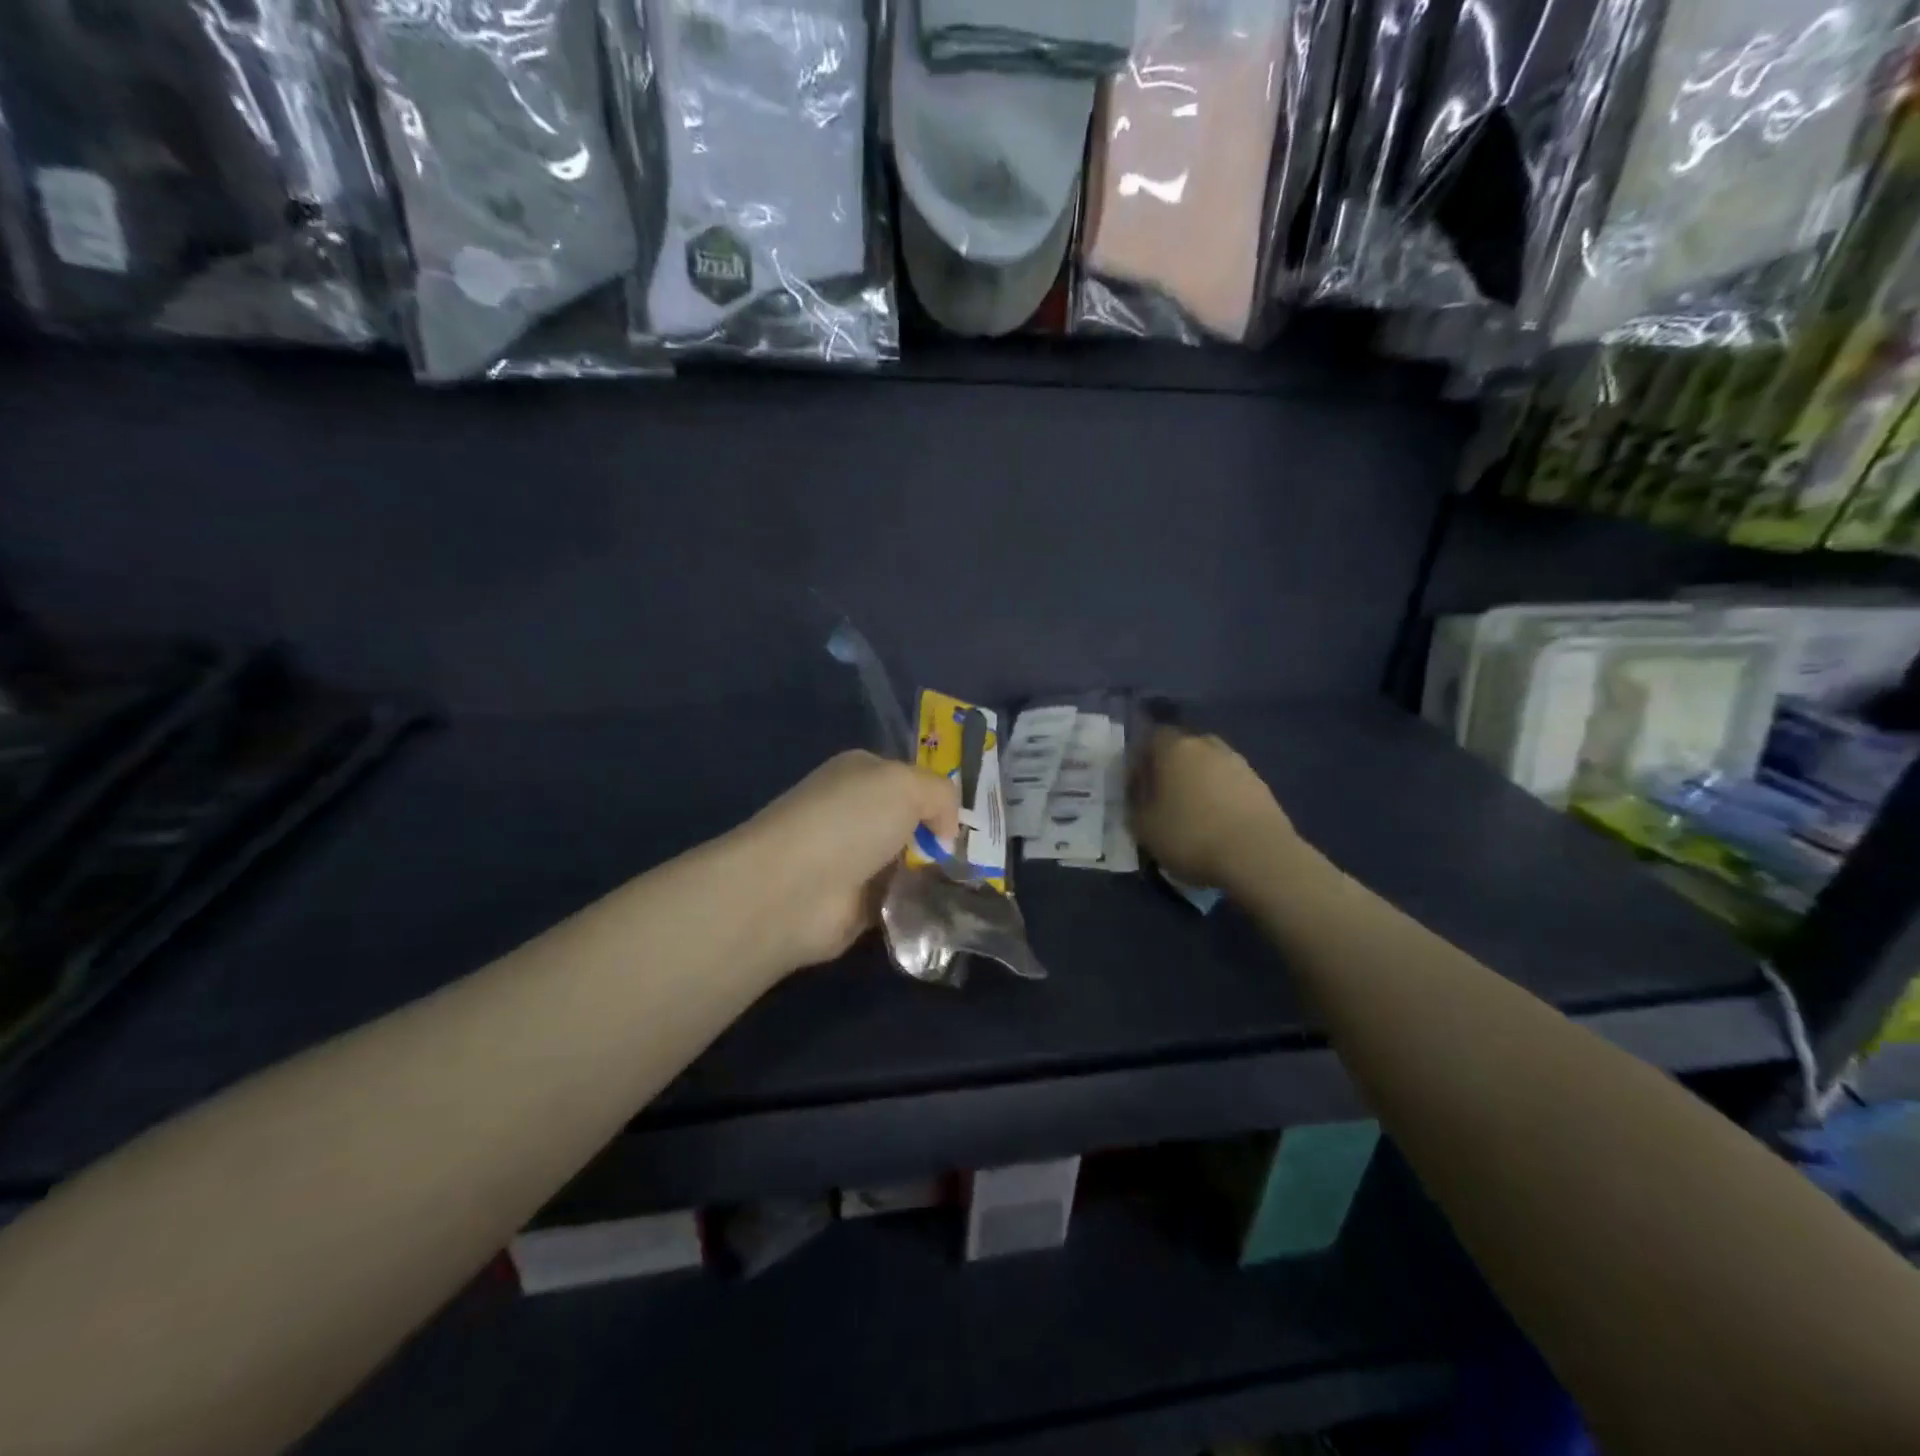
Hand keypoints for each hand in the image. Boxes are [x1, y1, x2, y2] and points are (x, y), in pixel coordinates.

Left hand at [745, 751, 959, 969]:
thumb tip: (946, 833)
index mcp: (862, 773)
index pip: (912, 778)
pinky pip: (902, 899)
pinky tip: (947, 909)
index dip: (942, 796)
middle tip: (981, 855)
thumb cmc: (849, 821)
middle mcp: (857, 813)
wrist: (794, 889)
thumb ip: (941, 794)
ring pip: (912, 863)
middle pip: (914, 822)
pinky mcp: (856, 903)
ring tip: (972, 883)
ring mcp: (855, 859)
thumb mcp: (906, 784)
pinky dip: (921, 905)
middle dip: (944, 838)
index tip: (974, 820)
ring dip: (936, 874)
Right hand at [1130, 727, 1295, 894]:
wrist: (1258, 856)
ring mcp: (1238, 763)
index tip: (1136, 787)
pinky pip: (1229, 783)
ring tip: (1192, 813)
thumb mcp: (1143, 827)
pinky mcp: (1260, 785)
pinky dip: (1220, 796)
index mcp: (1174, 747)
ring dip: (1198, 782)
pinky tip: (1217, 822)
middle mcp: (1207, 745)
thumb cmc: (1190, 836)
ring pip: (1208, 765)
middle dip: (1170, 768)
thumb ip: (1135, 803)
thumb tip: (1139, 792)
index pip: (1150, 738)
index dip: (1140, 761)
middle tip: (1163, 798)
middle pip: (1182, 748)